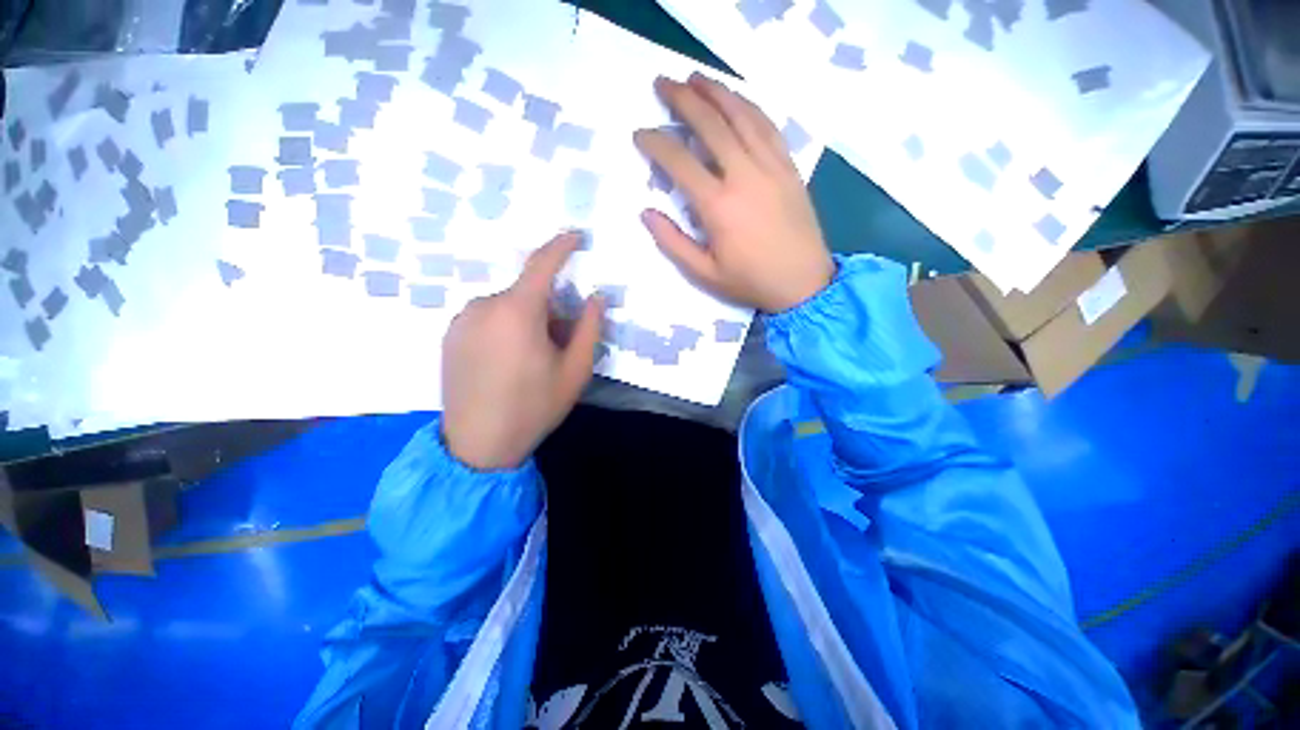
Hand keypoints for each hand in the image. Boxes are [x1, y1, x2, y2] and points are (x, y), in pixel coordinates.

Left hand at [441, 232, 604, 470]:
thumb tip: (595, 297)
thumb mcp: (575, 370)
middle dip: (549, 308)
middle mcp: (484, 306)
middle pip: (527, 293)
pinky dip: (506, 327)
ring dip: (528, 319)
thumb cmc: (534, 407)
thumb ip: (589, 328)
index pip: (542, 264)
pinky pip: (488, 318)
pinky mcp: (450, 336)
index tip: (576, 236)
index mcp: (517, 312)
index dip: (561, 246)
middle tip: (561, 341)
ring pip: (507, 306)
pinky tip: (507, 362)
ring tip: (533, 358)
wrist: (477, 446)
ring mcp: (461, 320)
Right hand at [634, 73, 833, 312]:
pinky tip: (737, 99)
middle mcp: (744, 175)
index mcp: (718, 205)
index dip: (656, 143)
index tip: (640, 133)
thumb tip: (646, 212)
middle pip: (710, 125)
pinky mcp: (789, 167)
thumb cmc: (750, 281)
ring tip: (695, 78)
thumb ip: (673, 242)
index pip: (679, 161)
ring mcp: (771, 167)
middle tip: (663, 84)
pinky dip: (749, 107)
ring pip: (741, 116)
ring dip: (716, 92)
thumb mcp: (704, 273)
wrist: (803, 283)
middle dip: (683, 100)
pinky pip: (768, 126)